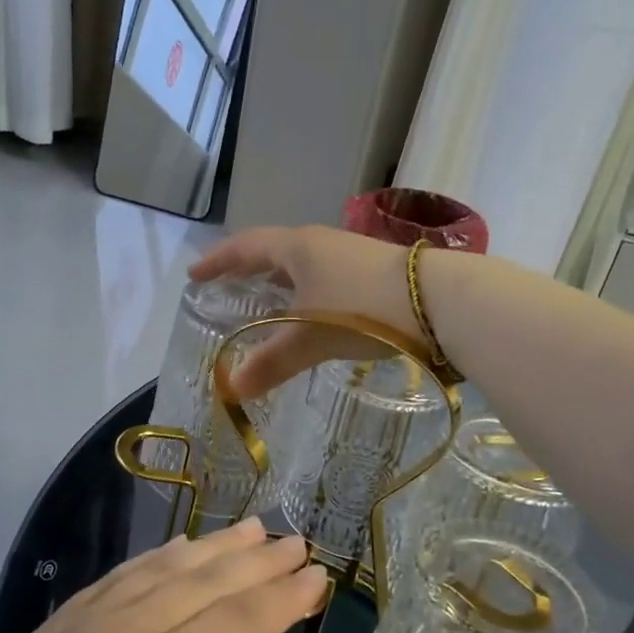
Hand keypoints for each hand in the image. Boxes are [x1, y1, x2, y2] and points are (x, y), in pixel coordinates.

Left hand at [0, 520, 325, 632]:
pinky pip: (115, 578)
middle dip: (256, 561)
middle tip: (294, 541)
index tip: (317, 575)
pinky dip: (154, 559)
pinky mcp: (49, 631)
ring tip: (249, 529)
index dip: (283, 597)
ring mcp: (80, 625)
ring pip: (160, 569)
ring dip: (210, 547)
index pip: (240, 622)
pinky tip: (176, 551)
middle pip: (204, 582)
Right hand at [188, 226, 422, 396]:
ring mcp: (351, 254)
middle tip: (227, 286)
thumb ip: (272, 362)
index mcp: (297, 248)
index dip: (218, 261)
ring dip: (281, 280)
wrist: (438, 301)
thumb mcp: (310, 338)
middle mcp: (321, 243)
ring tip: (268, 300)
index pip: (245, 246)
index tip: (195, 275)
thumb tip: (231, 389)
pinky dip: (307, 291)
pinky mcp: (375, 271)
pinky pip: (326, 276)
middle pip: (274, 250)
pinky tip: (314, 312)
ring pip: (303, 264)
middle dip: (248, 268)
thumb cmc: (361, 310)